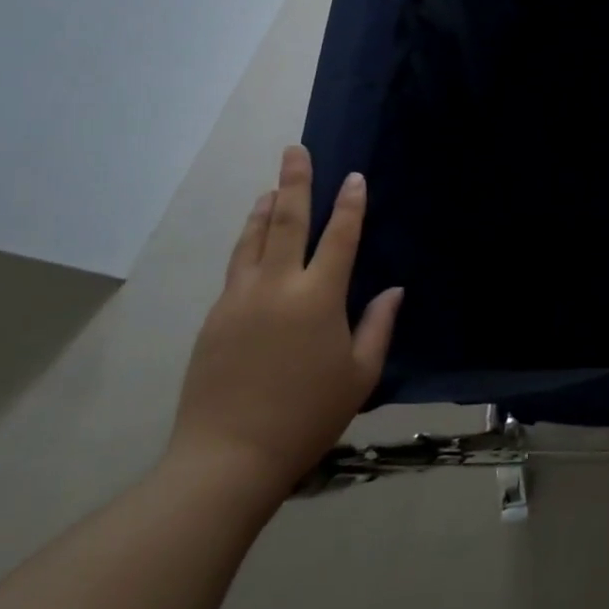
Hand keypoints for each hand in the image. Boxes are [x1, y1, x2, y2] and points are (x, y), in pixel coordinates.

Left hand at [169, 145, 402, 501]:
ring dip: (266, 209)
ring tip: (273, 188)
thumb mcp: (360, 373)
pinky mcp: (215, 318)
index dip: (351, 204)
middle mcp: (277, 287)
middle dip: (295, 183)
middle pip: (287, 222)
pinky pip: (236, 267)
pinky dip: (248, 243)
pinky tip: (253, 240)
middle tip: (295, 151)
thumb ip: (378, 325)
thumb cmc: (307, 415)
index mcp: (318, 298)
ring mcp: (239, 300)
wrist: (228, 457)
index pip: (340, 237)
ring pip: (253, 240)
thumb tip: (393, 290)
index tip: (355, 177)